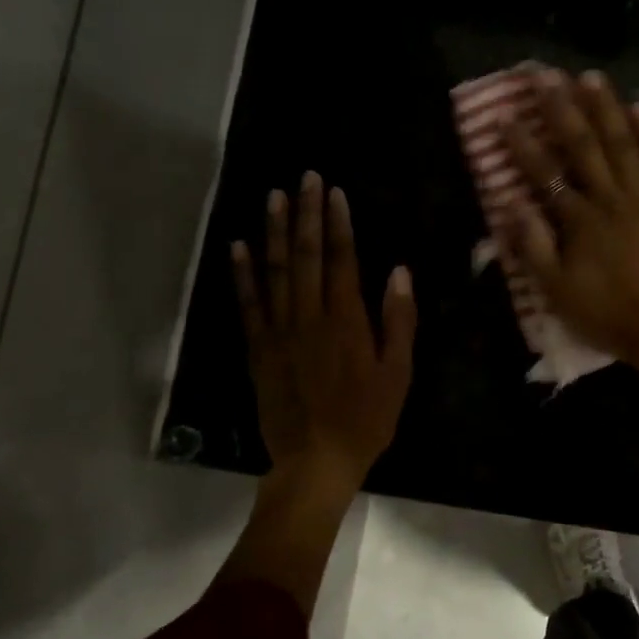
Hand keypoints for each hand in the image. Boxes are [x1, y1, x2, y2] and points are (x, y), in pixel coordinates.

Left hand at [232, 171, 414, 502]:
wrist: (317, 460)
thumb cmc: (367, 418)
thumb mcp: (398, 373)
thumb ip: (399, 320)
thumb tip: (399, 272)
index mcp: (347, 321)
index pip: (341, 260)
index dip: (338, 224)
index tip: (335, 192)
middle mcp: (309, 317)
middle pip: (306, 256)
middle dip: (307, 214)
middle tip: (305, 178)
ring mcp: (279, 331)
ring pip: (275, 271)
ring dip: (275, 231)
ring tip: (274, 196)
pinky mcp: (258, 349)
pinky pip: (249, 304)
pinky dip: (243, 273)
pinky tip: (240, 246)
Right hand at [505, 69, 638, 368]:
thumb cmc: (606, 313)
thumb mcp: (557, 290)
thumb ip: (533, 245)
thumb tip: (510, 204)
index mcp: (580, 220)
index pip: (545, 173)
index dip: (522, 144)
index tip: (505, 115)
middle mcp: (611, 198)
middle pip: (584, 146)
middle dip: (562, 108)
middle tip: (546, 76)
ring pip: (624, 143)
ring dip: (607, 108)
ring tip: (592, 77)